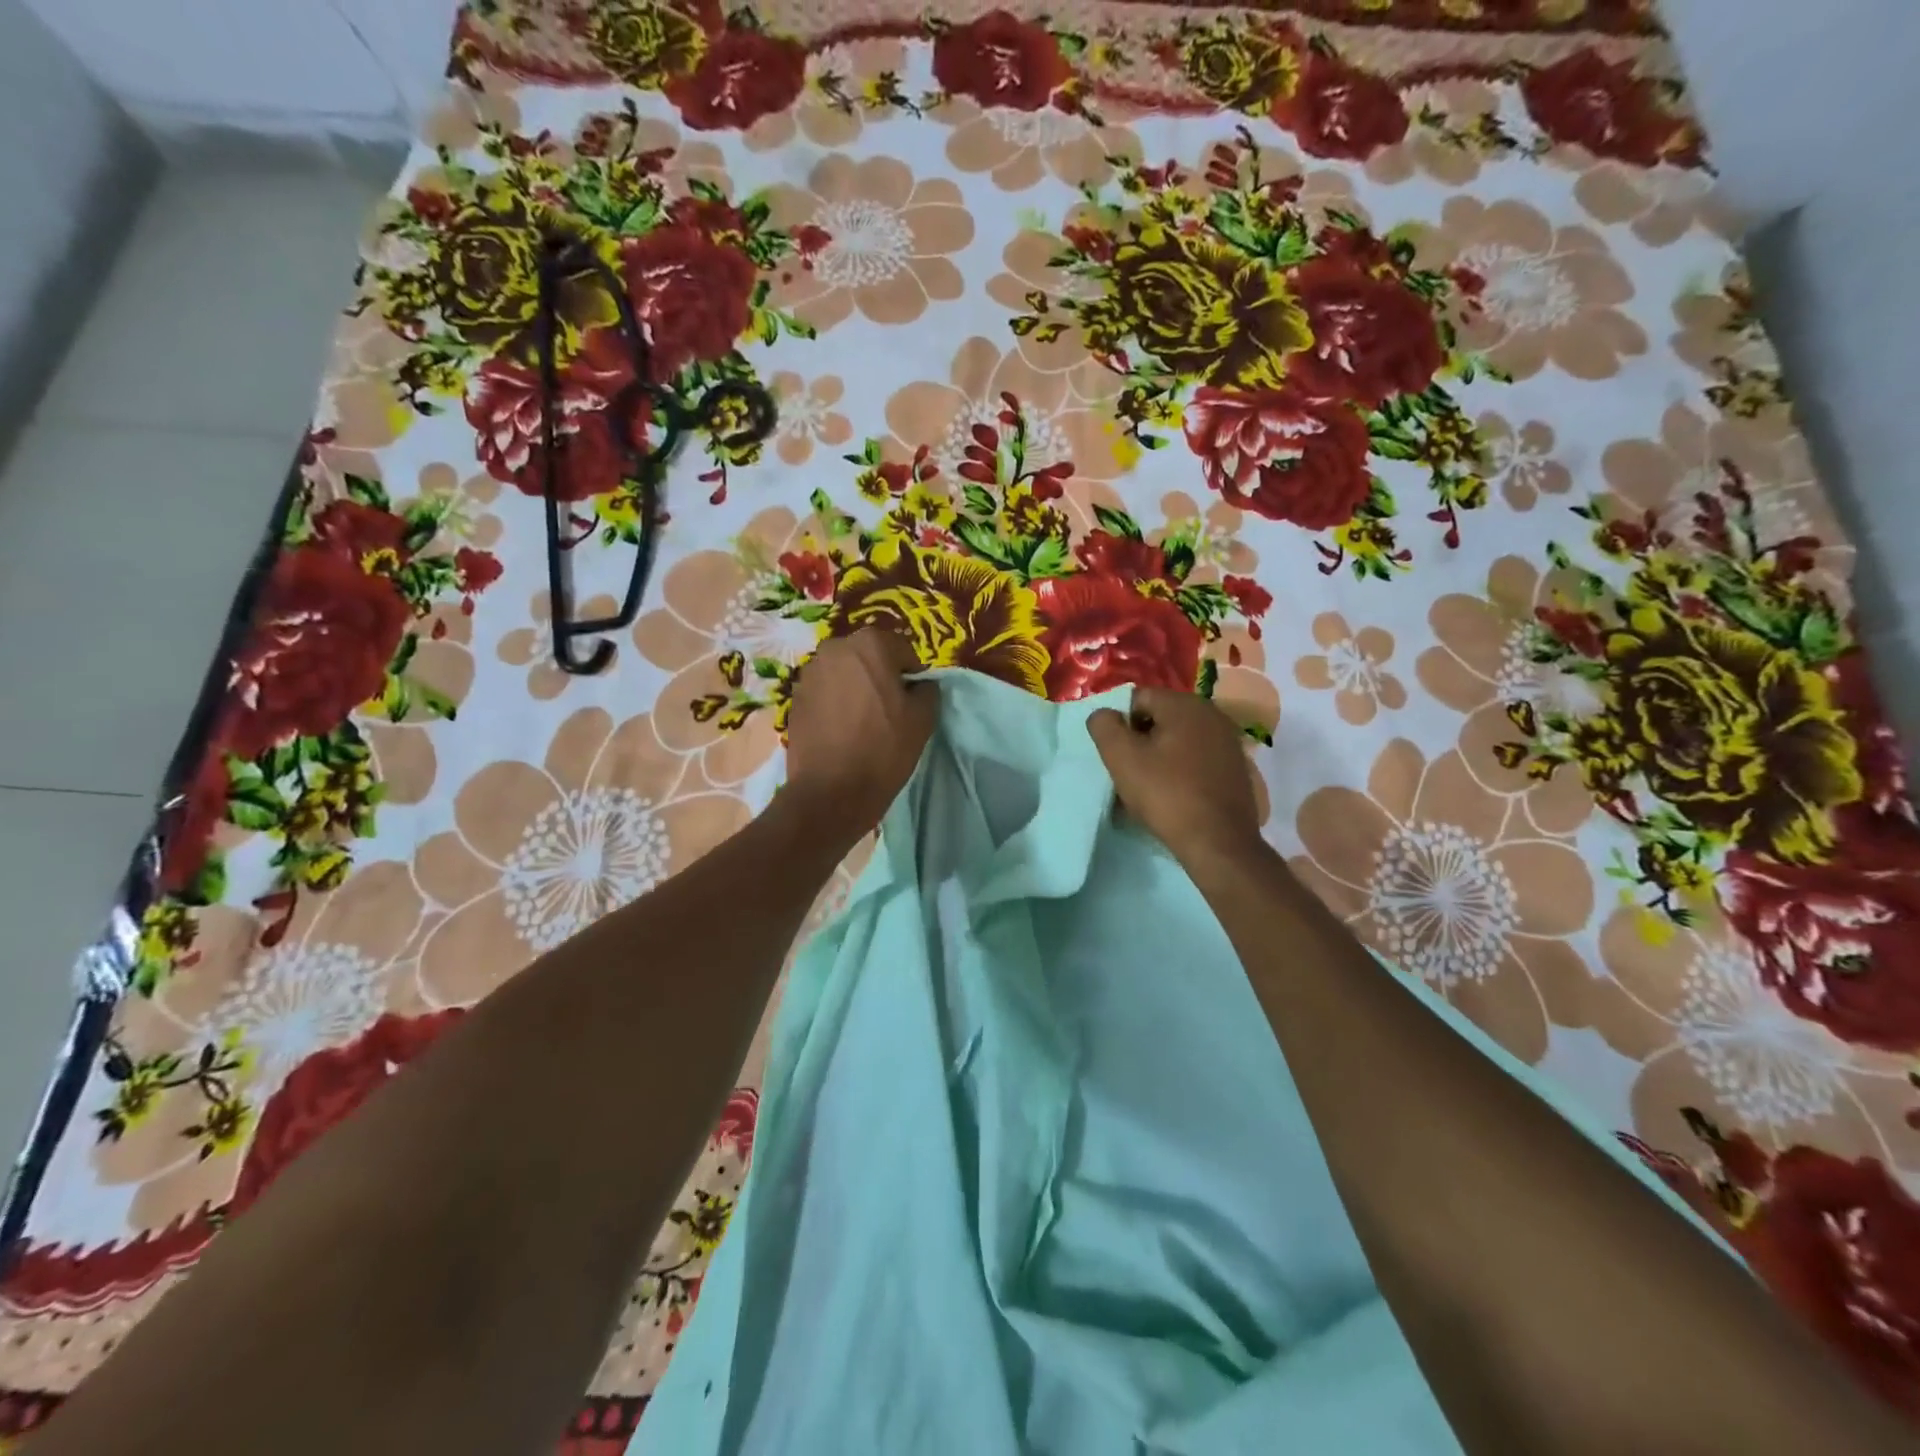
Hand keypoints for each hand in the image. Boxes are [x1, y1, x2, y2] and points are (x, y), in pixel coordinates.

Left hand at [784, 629, 936, 840]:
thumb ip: (927, 690)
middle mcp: (835, 648)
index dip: (912, 674)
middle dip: (880, 675)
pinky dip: (836, 702)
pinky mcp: (795, 697)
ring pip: (844, 672)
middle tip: (889, 708)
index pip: (902, 649)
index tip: (913, 699)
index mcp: (870, 644)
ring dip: (856, 687)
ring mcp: (810, 672)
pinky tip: (842, 729)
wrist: (830, 791)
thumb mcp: (923, 719)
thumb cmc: (883, 749)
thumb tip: (920, 685)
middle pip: (869, 656)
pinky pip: (825, 691)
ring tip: (863, 720)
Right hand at [1088, 688, 1266, 871]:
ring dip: (1160, 756)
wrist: (1218, 842)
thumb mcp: (1121, 758)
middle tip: (1130, 771)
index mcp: (1185, 704)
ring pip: (1179, 739)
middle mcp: (1212, 713)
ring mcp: (1228, 741)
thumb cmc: (1166, 795)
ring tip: (1150, 786)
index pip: (1137, 698)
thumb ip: (1104, 726)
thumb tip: (1104, 714)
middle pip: (1160, 717)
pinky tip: (1175, 794)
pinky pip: (1197, 758)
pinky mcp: (1236, 767)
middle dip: (1140, 740)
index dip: (1120, 725)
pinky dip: (1182, 769)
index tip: (1117, 755)